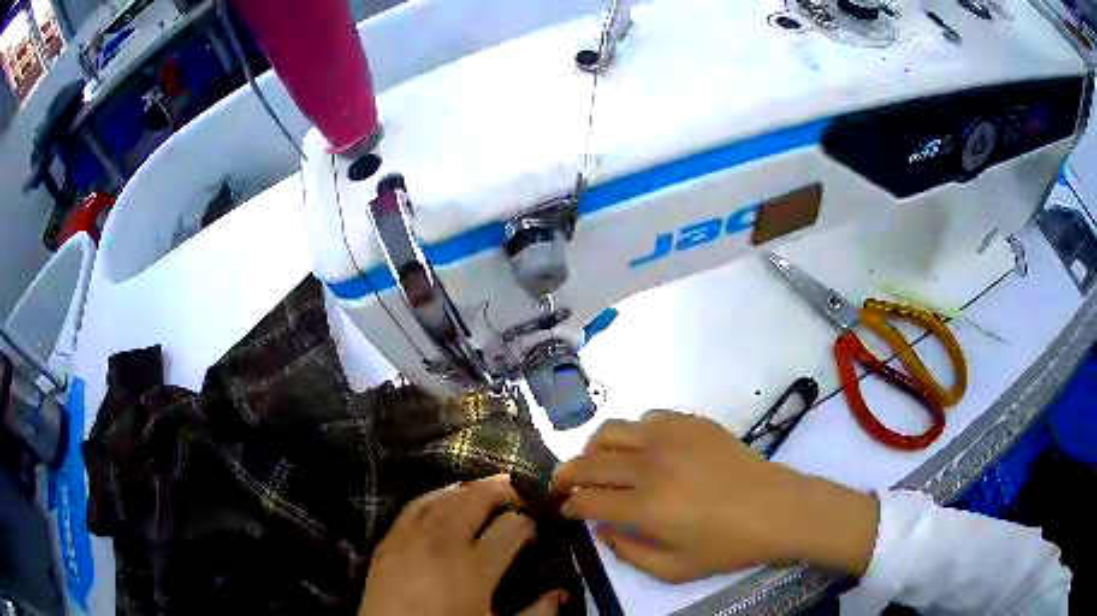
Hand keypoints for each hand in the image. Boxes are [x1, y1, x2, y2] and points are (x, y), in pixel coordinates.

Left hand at [358, 475, 564, 615]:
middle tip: (517, 492)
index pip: (511, 528)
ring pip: (443, 496)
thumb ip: (536, 613)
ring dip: (469, 489)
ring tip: (485, 490)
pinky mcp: (387, 541)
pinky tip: (444, 498)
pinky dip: (435, 495)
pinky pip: (414, 505)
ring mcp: (410, 537)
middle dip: (501, 491)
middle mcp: (443, 542)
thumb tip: (560, 593)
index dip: (528, 522)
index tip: (535, 526)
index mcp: (475, 567)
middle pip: (475, 499)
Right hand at [553, 411, 877, 582]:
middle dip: (567, 474)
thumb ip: (629, 553)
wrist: (777, 509)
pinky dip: (633, 433)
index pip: (588, 500)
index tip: (565, 509)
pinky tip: (642, 449)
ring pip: (612, 430)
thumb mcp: (674, 569)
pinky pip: (648, 418)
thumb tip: (603, 530)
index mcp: (645, 506)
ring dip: (594, 448)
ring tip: (596, 462)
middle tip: (563, 484)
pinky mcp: (692, 422)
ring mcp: (671, 437)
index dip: (569, 505)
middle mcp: (650, 464)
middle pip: (589, 462)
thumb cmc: (728, 546)